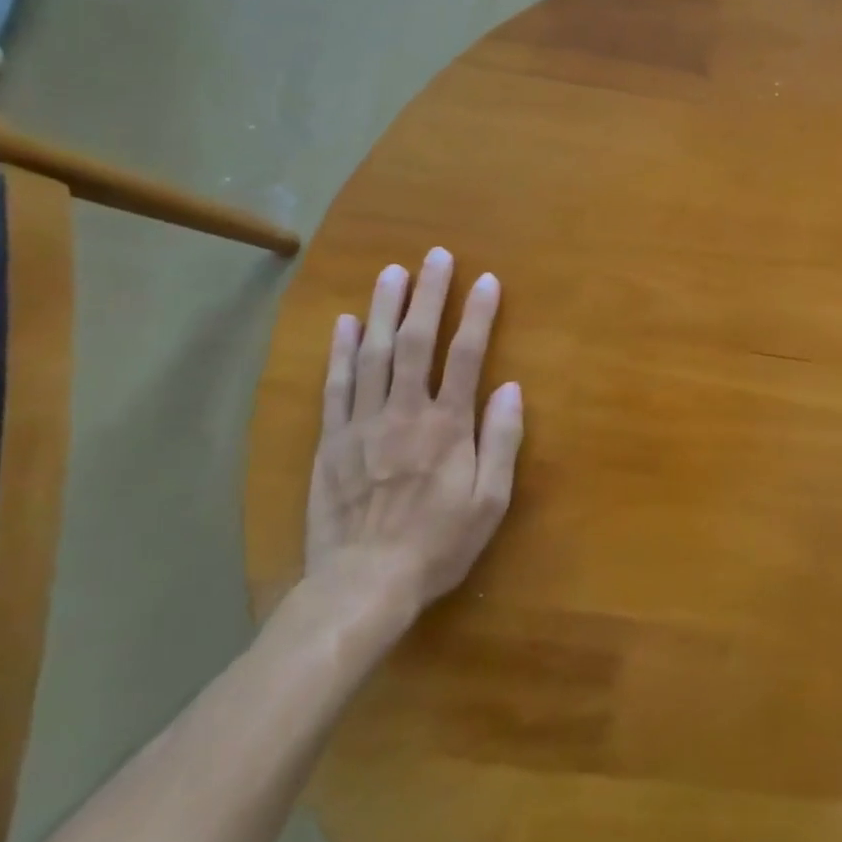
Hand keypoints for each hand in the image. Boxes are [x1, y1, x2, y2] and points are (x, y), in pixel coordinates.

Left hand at [304, 249, 523, 635]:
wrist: (362, 585)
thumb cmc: (437, 544)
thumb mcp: (489, 502)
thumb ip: (501, 441)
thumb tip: (510, 388)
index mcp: (447, 426)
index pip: (466, 356)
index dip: (477, 314)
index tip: (486, 280)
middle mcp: (404, 413)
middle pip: (415, 341)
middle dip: (427, 295)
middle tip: (434, 256)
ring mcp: (362, 423)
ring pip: (372, 354)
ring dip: (383, 309)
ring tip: (392, 272)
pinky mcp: (331, 440)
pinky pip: (335, 386)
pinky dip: (340, 351)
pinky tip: (345, 323)